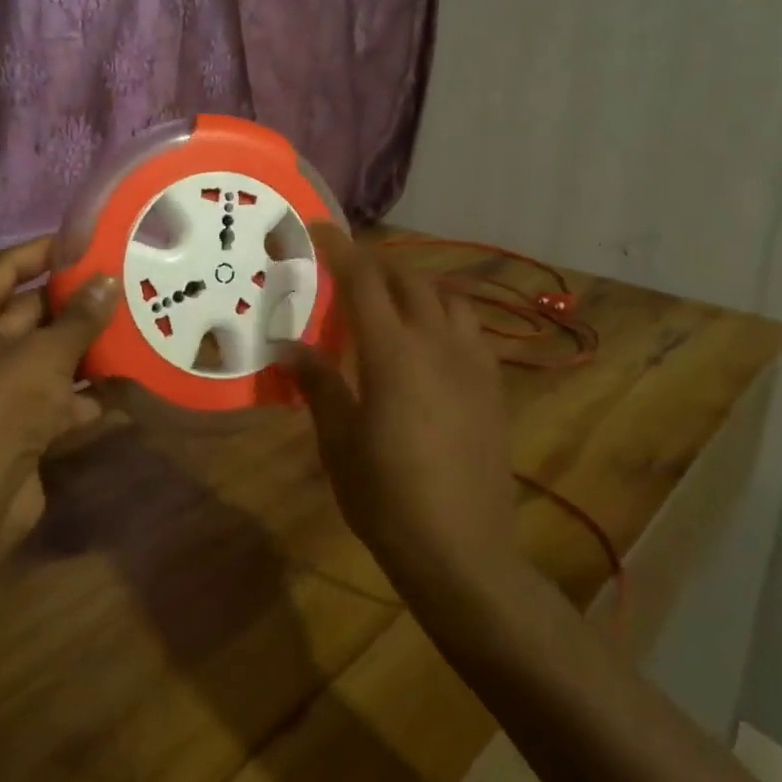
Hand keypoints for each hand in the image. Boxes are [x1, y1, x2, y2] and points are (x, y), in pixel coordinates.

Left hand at [0, 237, 117, 554]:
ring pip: (50, 355)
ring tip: (139, 326)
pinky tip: (130, 383)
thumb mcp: (45, 354)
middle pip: (34, 311)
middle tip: (129, 286)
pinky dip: (88, 392)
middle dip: (79, 303)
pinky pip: (58, 396)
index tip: (92, 243)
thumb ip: (80, 316)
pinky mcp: (18, 423)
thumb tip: (109, 279)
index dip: (48, 251)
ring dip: (89, 348)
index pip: (9, 266)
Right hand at [281, 224, 519, 599]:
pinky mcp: (493, 386)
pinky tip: (429, 343)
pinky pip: (470, 329)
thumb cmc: (387, 498)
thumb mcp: (338, 441)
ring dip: (415, 287)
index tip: (317, 229)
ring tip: (390, 303)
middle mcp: (438, 343)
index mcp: (393, 352)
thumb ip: (318, 383)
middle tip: (346, 272)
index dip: (339, 248)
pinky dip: (443, 316)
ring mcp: (473, 363)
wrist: (463, 552)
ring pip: (447, 298)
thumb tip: (289, 347)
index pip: (364, 280)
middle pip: (408, 279)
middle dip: (376, 265)